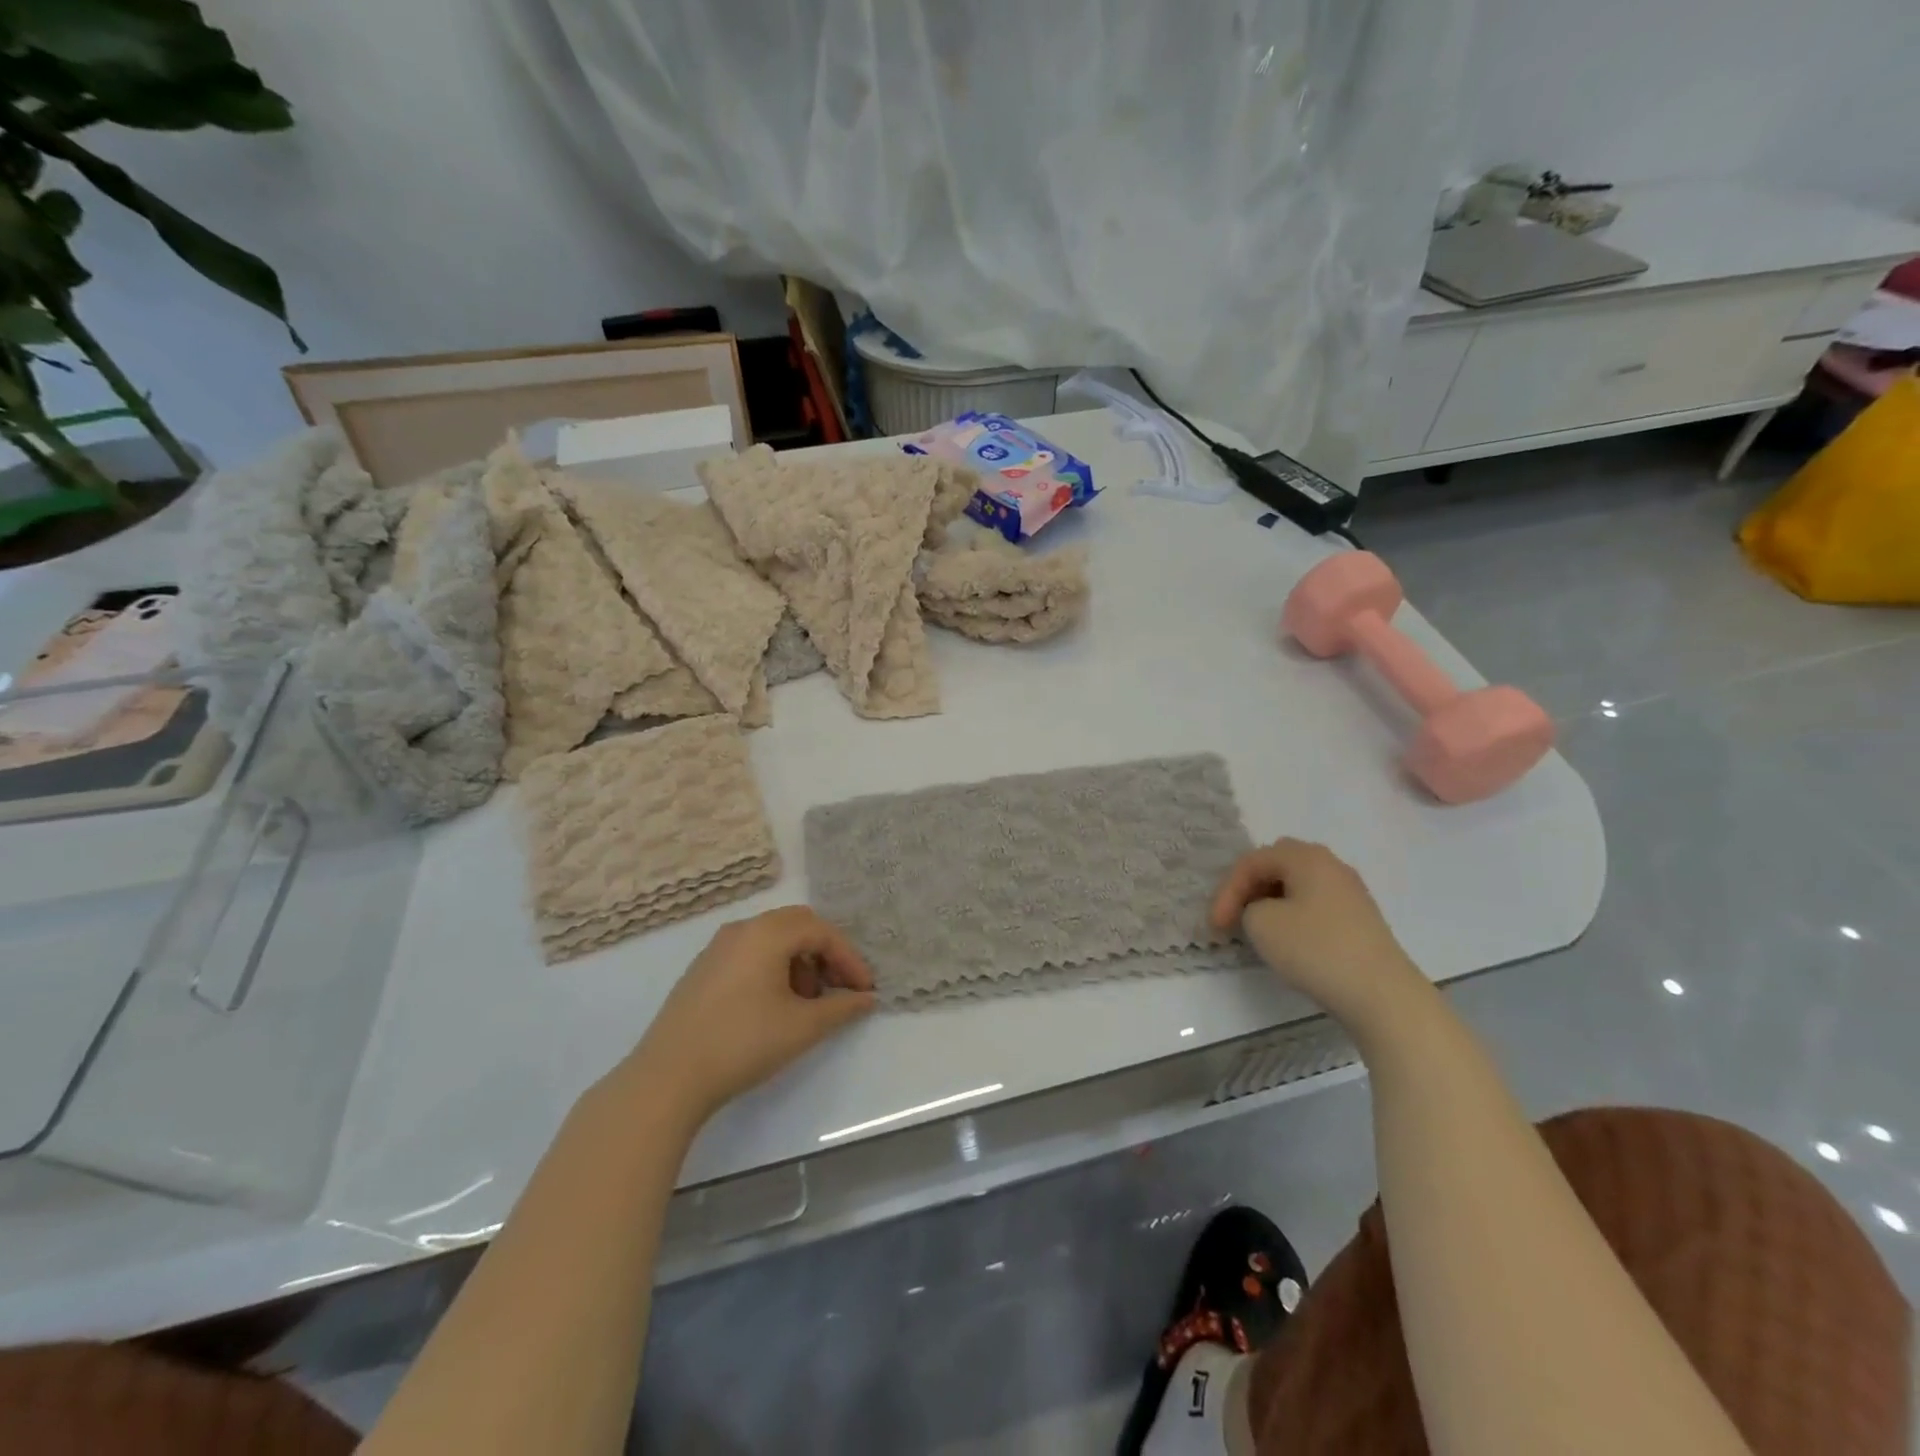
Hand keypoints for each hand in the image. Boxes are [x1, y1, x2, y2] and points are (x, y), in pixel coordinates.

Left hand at [623, 907, 876, 1124]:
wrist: (668, 1078)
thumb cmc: (743, 1044)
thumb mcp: (802, 1027)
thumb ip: (842, 1008)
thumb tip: (867, 998)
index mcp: (767, 933)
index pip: (821, 931)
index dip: (849, 958)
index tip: (865, 990)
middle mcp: (742, 929)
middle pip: (797, 925)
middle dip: (825, 954)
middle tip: (840, 988)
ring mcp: (717, 948)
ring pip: (772, 939)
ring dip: (800, 962)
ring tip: (807, 1003)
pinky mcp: (702, 969)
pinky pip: (750, 953)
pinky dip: (773, 968)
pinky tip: (774, 1006)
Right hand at [1210, 838, 1429, 1036]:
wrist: (1382, 995)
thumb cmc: (1316, 950)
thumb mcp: (1261, 924)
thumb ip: (1249, 907)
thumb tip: (1264, 911)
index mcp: (1306, 857)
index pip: (1251, 862)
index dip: (1226, 891)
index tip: (1215, 926)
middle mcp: (1331, 865)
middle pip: (1277, 863)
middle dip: (1250, 886)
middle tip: (1235, 913)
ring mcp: (1350, 892)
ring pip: (1298, 883)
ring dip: (1271, 900)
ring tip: (1257, 927)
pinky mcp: (1361, 919)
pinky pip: (1315, 903)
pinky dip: (1294, 914)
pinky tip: (1289, 939)